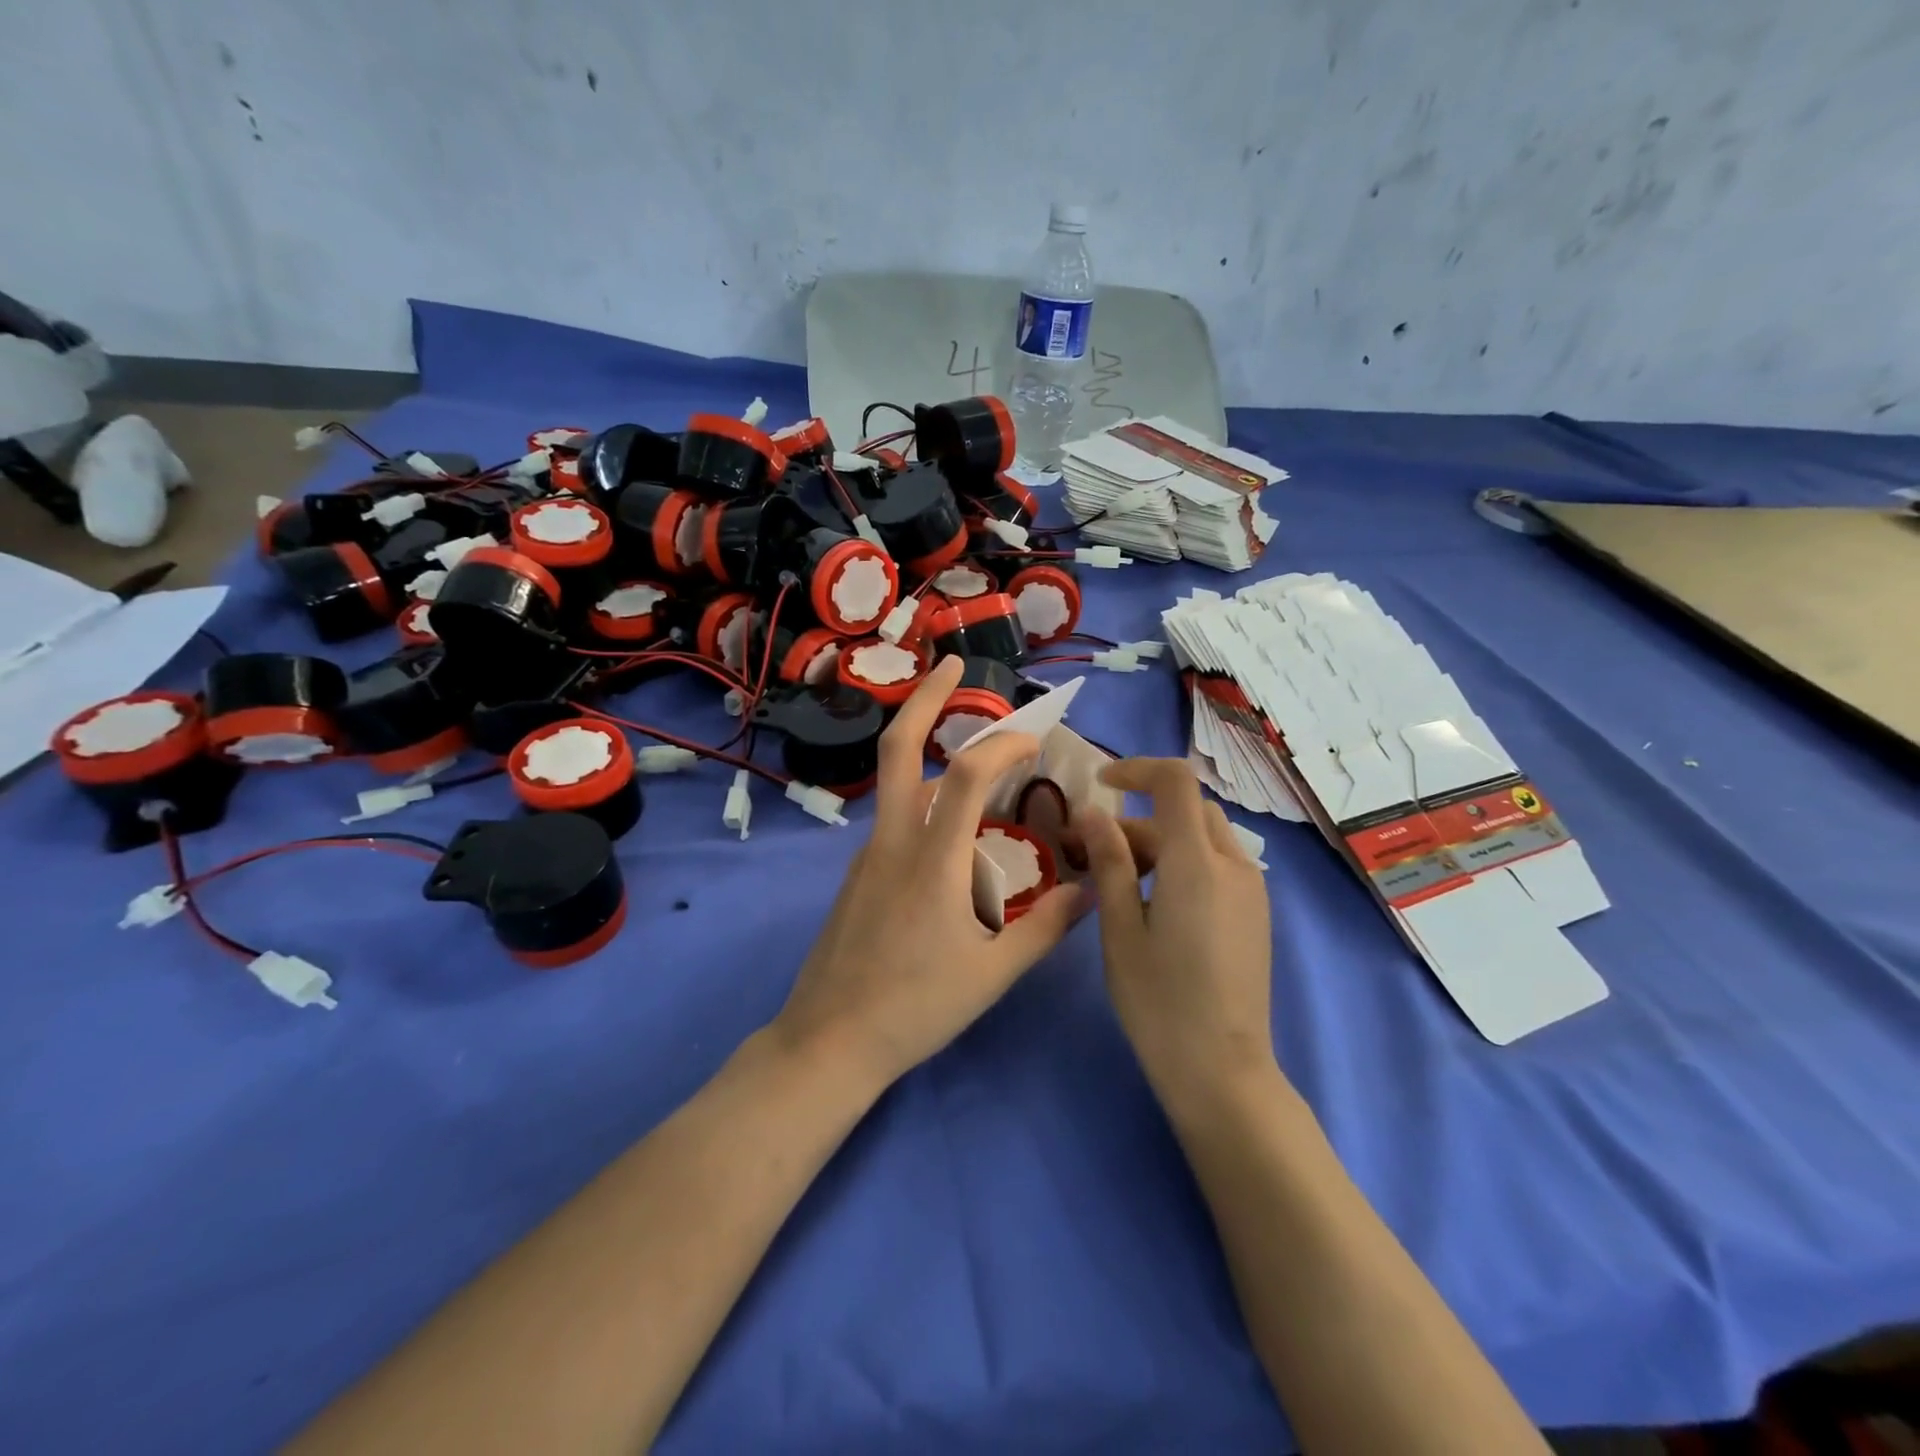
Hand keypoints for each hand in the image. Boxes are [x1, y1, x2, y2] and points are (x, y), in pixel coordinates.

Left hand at [772, 656, 1088, 1088]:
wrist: (829, 1040)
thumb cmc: (915, 1008)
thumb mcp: (993, 973)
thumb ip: (1045, 928)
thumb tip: (1090, 892)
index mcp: (932, 859)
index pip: (969, 773)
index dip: (1005, 742)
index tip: (1035, 740)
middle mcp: (893, 841)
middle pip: (900, 748)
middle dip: (926, 697)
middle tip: (953, 665)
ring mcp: (867, 854)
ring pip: (897, 784)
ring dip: (931, 753)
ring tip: (978, 761)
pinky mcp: (857, 874)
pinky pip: (895, 821)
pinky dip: (926, 802)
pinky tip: (953, 835)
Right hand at [1077, 758, 1275, 1101]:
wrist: (1222, 1071)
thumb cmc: (1158, 1002)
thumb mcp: (1120, 929)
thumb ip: (1110, 863)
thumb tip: (1094, 814)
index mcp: (1197, 864)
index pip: (1175, 782)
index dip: (1137, 769)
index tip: (1100, 785)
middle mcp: (1234, 865)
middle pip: (1187, 810)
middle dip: (1140, 817)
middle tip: (1097, 850)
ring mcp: (1252, 890)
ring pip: (1204, 836)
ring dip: (1162, 839)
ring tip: (1122, 880)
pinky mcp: (1256, 912)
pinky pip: (1219, 863)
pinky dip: (1184, 861)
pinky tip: (1156, 901)